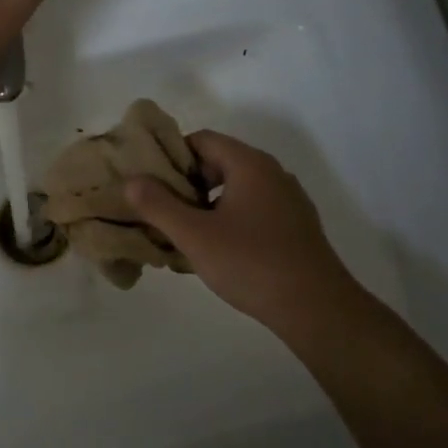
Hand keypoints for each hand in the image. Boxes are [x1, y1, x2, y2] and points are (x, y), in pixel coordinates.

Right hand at [126, 130, 357, 331]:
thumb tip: (131, 181)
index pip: (202, 139)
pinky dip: (231, 219)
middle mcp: (273, 173)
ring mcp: (288, 199)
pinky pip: (254, 209)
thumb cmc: (251, 263)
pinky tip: (219, 250)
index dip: (172, 156)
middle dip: (187, 183)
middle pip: (219, 162)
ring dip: (208, 204)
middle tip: (162, 210)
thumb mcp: (194, 235)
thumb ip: (158, 205)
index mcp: (250, 164)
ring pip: (237, 188)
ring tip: (185, 233)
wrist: (316, 307)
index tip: (150, 183)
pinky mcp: (296, 225)